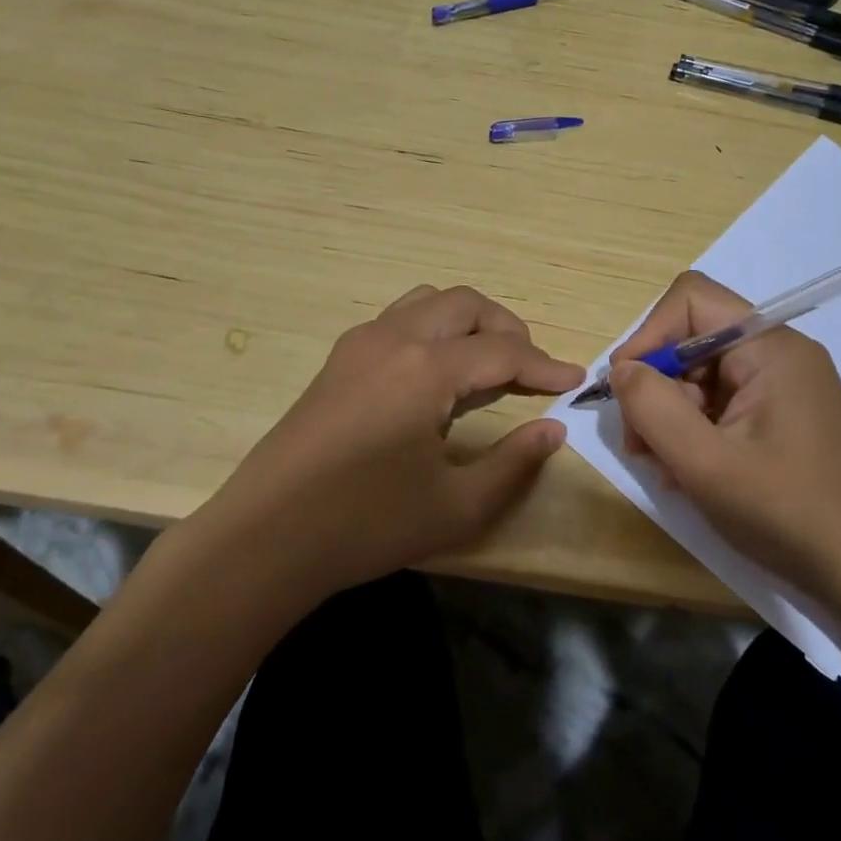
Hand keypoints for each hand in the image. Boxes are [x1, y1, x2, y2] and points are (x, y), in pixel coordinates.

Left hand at [214, 284, 582, 597]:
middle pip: (466, 305)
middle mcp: (394, 337)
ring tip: (488, 364)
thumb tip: (554, 429)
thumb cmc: (365, 524)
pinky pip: (399, 319)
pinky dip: (433, 329)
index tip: (575, 381)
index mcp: (425, 368)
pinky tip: (437, 375)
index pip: (502, 352)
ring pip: (429, 302)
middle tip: (531, 370)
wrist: (265, 538)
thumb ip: (514, 462)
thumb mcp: (455, 506)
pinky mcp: (339, 359)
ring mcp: (360, 343)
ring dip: (468, 321)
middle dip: (508, 329)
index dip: (545, 366)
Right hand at [608, 271, 840, 596]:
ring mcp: (784, 386)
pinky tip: (688, 472)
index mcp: (770, 347)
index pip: (692, 299)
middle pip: (693, 339)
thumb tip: (622, 370)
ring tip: (664, 467)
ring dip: (671, 413)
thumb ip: (653, 407)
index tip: (627, 388)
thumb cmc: (788, 512)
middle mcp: (779, 354)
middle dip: (656, 384)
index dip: (648, 334)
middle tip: (639, 444)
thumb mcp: (706, 464)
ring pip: (703, 374)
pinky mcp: (783, 415)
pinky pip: (723, 402)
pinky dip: (696, 429)